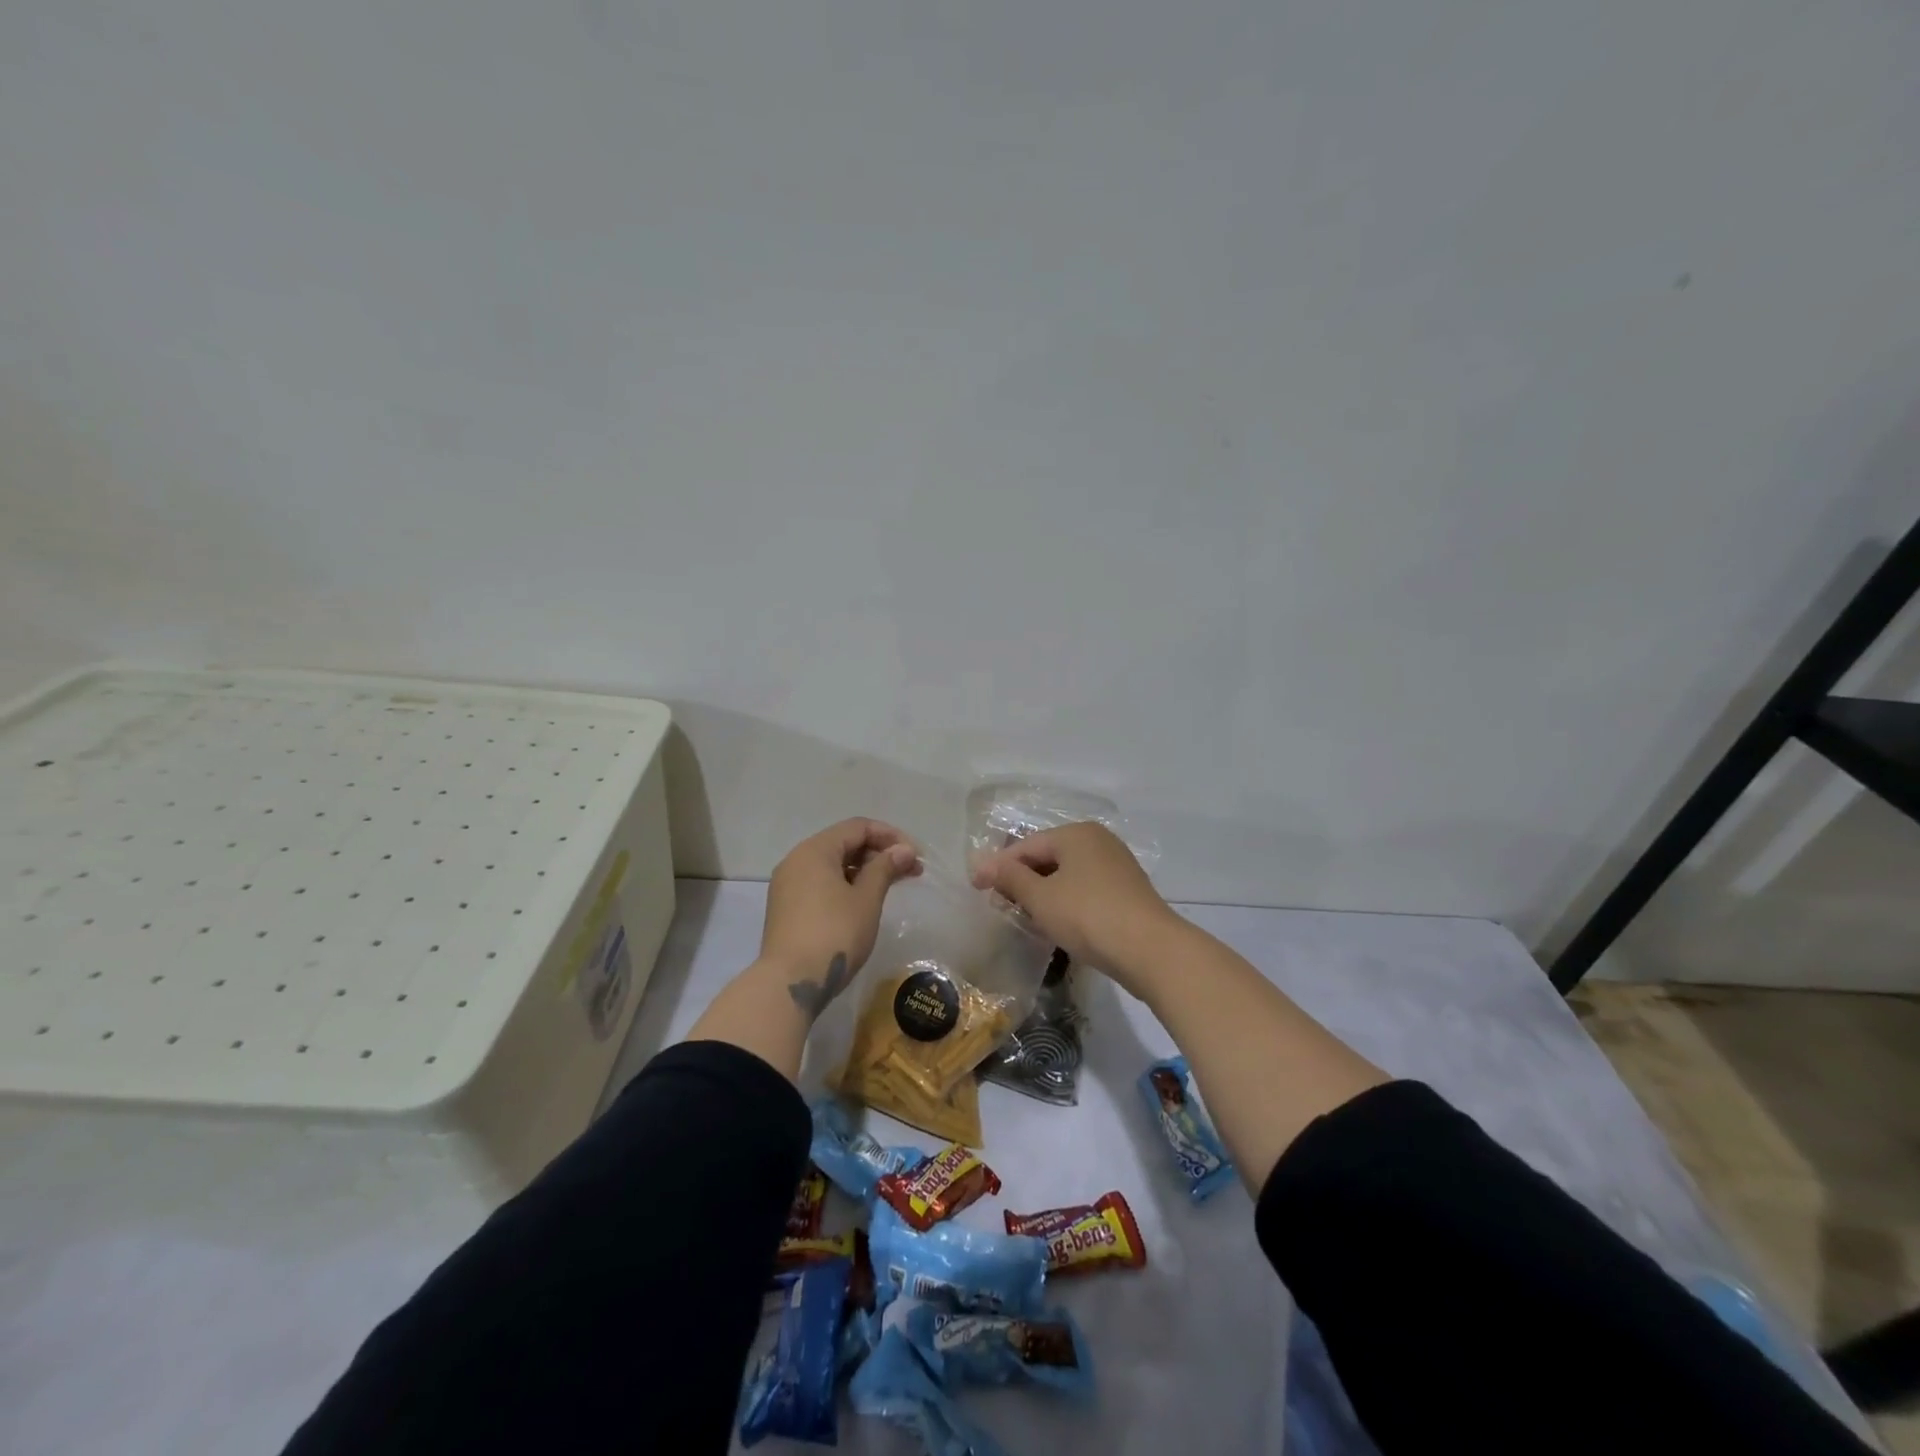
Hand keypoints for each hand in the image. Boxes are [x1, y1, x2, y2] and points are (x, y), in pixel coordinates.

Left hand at [761, 818, 921, 1017]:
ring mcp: (788, 885)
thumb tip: (904, 849)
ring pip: (833, 865)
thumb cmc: (834, 934)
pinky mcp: (787, 908)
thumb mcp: (866, 899)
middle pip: (844, 843)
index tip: (915, 855)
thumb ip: (885, 868)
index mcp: (814, 850)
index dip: (890, 836)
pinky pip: (821, 883)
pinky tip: (865, 901)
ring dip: (865, 871)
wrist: (791, 983)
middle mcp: (797, 860)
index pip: (858, 827)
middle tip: (911, 871)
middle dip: (879, 853)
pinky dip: (846, 885)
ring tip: (892, 886)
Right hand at [969, 821, 1180, 992]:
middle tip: (998, 903)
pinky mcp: (1127, 891)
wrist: (1151, 950)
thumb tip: (984, 865)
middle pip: (1048, 857)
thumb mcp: (1041, 898)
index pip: (1026, 846)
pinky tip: (1056, 921)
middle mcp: (1098, 841)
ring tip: (1023, 914)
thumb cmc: (1088, 916)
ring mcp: (1116, 865)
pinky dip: (1065, 901)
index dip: (998, 866)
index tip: (975, 888)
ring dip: (1043, 892)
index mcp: (1076, 833)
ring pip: (1067, 874)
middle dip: (1021, 879)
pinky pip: (1085, 889)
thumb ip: (1011, 878)